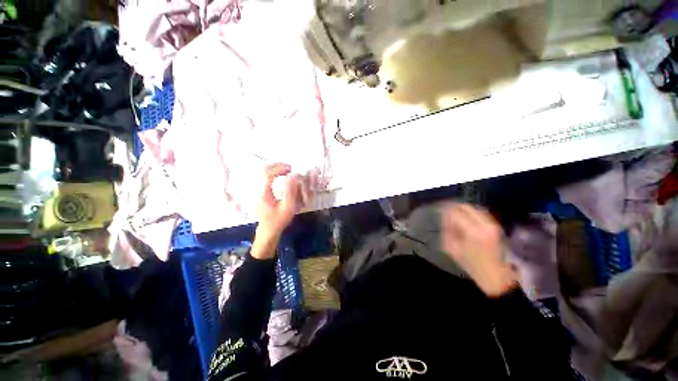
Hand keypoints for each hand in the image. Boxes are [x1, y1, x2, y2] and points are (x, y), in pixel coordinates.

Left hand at [251, 163, 310, 259]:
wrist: (268, 229)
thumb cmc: (279, 220)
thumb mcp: (289, 207)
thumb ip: (291, 191)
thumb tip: (294, 175)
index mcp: (263, 194)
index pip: (268, 175)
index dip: (279, 169)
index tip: (291, 169)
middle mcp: (256, 190)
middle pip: (263, 170)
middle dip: (277, 166)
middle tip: (289, 168)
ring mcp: (255, 190)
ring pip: (261, 172)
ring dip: (274, 168)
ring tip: (286, 170)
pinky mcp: (257, 191)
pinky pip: (263, 176)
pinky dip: (272, 172)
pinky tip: (280, 175)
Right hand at [440, 203, 516, 296]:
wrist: (494, 274)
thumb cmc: (470, 264)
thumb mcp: (451, 248)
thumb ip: (447, 230)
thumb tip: (444, 217)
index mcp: (473, 232)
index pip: (455, 213)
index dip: (445, 210)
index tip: (438, 210)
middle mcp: (485, 225)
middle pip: (466, 207)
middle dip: (453, 207)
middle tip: (444, 210)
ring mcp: (492, 224)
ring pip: (474, 208)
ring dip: (462, 209)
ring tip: (454, 213)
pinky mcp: (496, 226)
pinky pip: (480, 213)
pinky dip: (470, 212)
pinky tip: (464, 217)